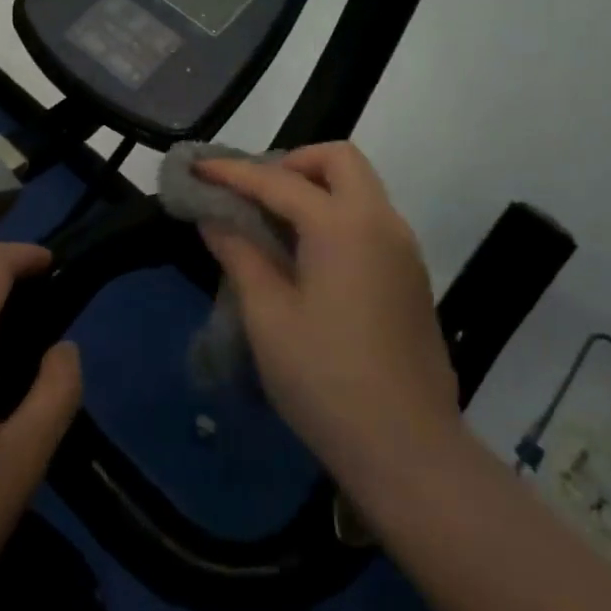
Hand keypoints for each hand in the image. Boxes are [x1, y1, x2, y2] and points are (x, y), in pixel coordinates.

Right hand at [194, 143, 460, 498]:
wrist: (410, 451)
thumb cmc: (327, 380)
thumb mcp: (268, 317)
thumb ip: (240, 255)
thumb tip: (215, 218)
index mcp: (342, 225)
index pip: (278, 181)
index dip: (233, 172)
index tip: (199, 168)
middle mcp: (380, 221)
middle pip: (339, 160)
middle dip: (292, 162)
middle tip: (255, 193)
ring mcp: (403, 248)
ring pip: (359, 187)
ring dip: (316, 187)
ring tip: (273, 222)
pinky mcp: (411, 276)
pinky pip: (370, 218)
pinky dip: (336, 214)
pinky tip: (307, 254)